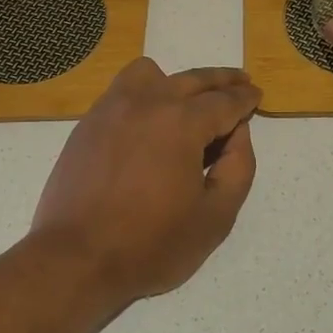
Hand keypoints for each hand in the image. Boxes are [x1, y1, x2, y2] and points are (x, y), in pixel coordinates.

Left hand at [30, 59, 260, 302]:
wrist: (76, 258)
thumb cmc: (151, 244)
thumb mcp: (215, 217)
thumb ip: (238, 168)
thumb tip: (238, 133)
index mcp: (181, 122)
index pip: (224, 101)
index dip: (245, 99)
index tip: (256, 95)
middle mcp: (146, 102)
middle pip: (193, 79)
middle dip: (222, 81)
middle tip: (240, 83)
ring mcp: (111, 109)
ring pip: (151, 73)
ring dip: (177, 81)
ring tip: (189, 102)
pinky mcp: (88, 124)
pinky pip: (122, 91)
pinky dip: (144, 93)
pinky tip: (150, 120)